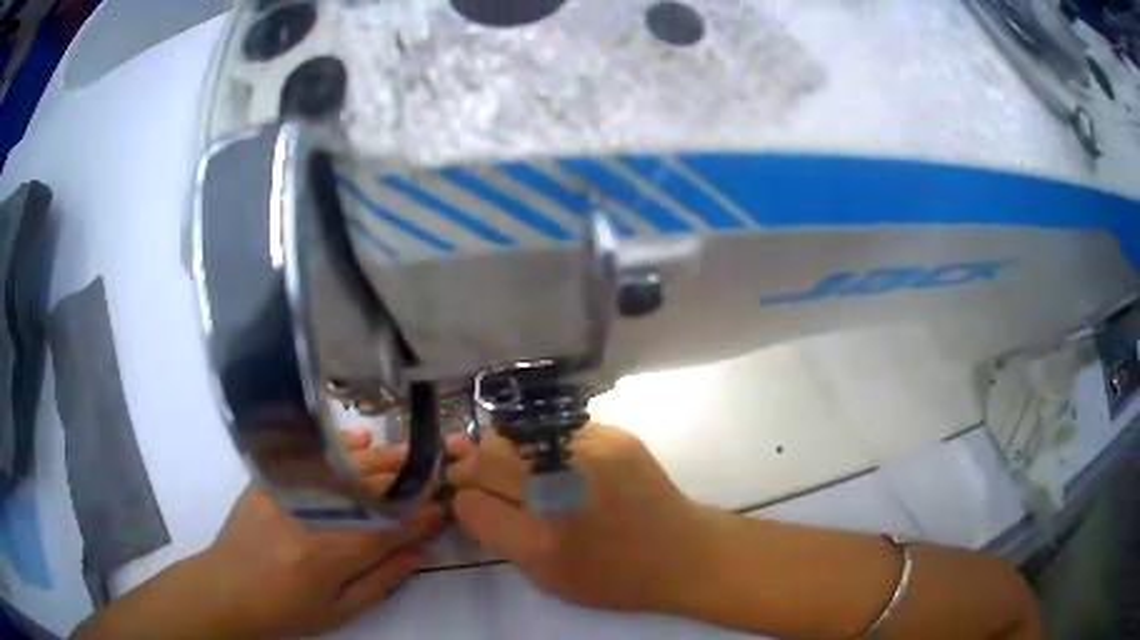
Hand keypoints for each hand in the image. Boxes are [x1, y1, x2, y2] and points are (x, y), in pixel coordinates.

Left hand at [73, 430, 443, 639]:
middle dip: (410, 478)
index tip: (446, 506)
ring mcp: (288, 489)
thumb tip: (422, 552)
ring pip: (346, 467)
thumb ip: (382, 579)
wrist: (227, 588)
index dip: (423, 515)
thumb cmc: (286, 609)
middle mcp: (313, 513)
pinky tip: (361, 438)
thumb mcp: (340, 609)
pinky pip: (310, 455)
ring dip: (384, 460)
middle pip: (371, 489)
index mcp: (332, 552)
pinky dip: (339, 447)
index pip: (391, 526)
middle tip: (440, 464)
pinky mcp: (270, 477)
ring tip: (412, 453)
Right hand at [446, 423, 716, 612]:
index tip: (464, 498)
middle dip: (468, 464)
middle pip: (487, 458)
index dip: (462, 499)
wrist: (682, 553)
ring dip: (498, 447)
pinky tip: (541, 455)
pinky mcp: (614, 434)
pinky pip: (554, 429)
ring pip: (516, 434)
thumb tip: (467, 497)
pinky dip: (538, 441)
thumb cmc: (611, 577)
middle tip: (462, 466)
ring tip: (495, 458)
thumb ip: (498, 535)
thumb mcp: (545, 576)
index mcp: (541, 540)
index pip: (471, 503)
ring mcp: (591, 452)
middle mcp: (562, 489)